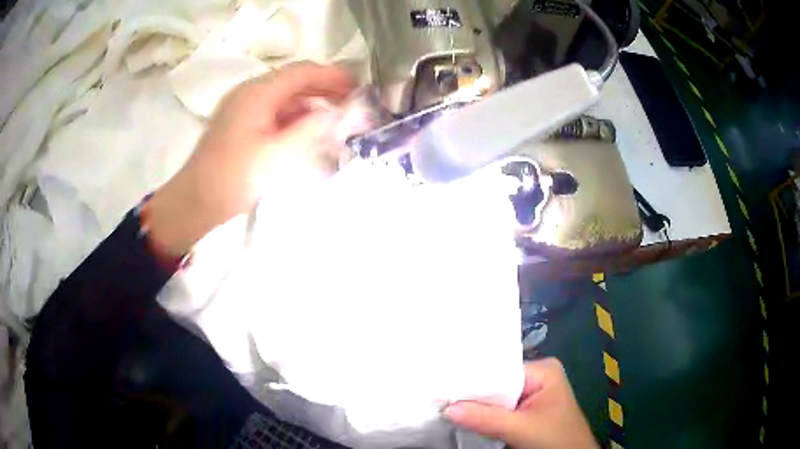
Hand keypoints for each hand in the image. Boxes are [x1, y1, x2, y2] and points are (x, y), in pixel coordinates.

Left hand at [145, 62, 355, 255]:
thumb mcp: (276, 156)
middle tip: (351, 101)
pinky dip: (293, 115)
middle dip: (324, 87)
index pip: (302, 72)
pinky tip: (305, 129)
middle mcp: (248, 92)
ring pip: (283, 96)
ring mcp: (241, 107)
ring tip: (334, 116)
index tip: (359, 86)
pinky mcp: (238, 123)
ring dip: (309, 102)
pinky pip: (272, 110)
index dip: (333, 76)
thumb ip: (309, 130)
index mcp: (257, 93)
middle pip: (293, 80)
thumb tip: (334, 112)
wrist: (194, 203)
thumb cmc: (233, 180)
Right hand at [445, 358, 597, 448]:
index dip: (473, 380)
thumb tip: (447, 409)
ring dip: (476, 407)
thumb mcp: (522, 429)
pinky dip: (484, 416)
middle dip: (472, 395)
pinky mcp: (525, 412)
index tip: (444, 385)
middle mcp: (536, 377)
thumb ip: (486, 419)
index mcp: (543, 370)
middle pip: (496, 383)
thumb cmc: (556, 439)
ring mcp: (531, 395)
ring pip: (496, 398)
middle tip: (440, 396)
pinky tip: (465, 417)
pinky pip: (499, 410)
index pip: (500, 369)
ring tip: (446, 405)